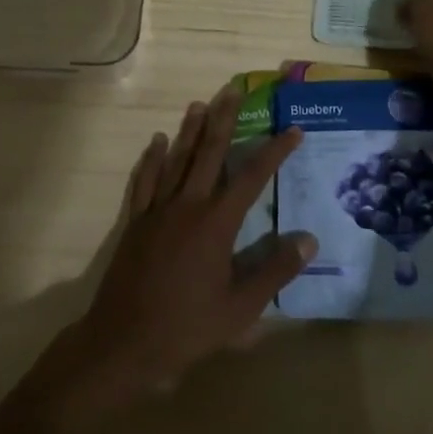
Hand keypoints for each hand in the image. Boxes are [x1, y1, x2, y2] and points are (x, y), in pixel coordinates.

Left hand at [68, 85, 316, 408]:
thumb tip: (309, 240)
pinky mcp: (136, 221)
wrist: (123, 343)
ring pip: (177, 159)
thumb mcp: (241, 309)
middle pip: (209, 153)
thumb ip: (275, 272)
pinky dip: (152, 159)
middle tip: (232, 90)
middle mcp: (188, 205)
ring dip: (189, 130)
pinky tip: (156, 141)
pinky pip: (145, 180)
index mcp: (216, 223)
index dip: (274, 152)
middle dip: (223, 119)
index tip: (293, 131)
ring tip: (199, 104)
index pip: (251, 177)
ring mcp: (158, 210)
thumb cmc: (186, 329)